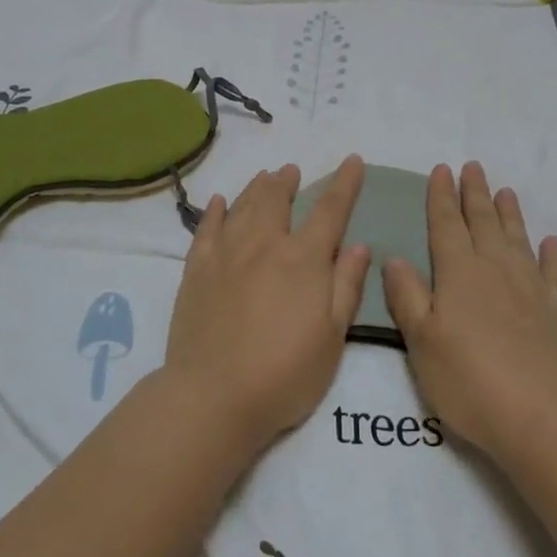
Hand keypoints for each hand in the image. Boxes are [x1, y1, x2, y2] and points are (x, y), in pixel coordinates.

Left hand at [163, 157, 369, 453]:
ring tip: (265, 176)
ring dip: (257, 187)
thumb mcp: (332, 338)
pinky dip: (215, 211)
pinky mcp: (197, 270)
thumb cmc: (285, 374)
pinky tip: (220, 202)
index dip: (345, 183)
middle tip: (292, 171)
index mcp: (303, 259)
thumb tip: (359, 245)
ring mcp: (226, 254)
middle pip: (277, 199)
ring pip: (244, 206)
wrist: (213, 396)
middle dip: (288, 181)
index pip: (330, 210)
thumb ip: (346, 286)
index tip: (353, 159)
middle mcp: (265, 245)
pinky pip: (206, 228)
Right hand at [382, 162, 556, 462]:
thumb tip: (393, 257)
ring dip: (509, 214)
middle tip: (473, 166)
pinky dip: (551, 254)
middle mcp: (496, 270)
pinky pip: (555, 273)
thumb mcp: (422, 342)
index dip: (441, 196)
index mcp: (459, 273)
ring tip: (506, 191)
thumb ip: (408, 297)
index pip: (445, 225)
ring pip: (517, 239)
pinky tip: (550, 242)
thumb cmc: (470, 381)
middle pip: (483, 222)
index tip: (442, 169)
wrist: (543, 418)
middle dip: (475, 193)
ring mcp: (532, 289)